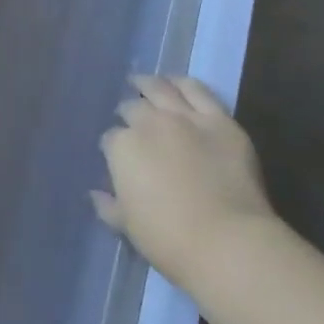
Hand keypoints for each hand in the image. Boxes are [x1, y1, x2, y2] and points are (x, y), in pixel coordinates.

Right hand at [92, 75, 273, 289]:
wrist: (227, 241)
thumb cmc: (168, 239)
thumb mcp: (128, 226)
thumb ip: (109, 206)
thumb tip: (96, 194)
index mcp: (122, 148)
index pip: (110, 139)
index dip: (113, 146)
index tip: (117, 156)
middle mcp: (149, 123)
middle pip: (133, 109)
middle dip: (128, 113)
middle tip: (129, 117)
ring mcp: (185, 117)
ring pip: (161, 89)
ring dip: (148, 84)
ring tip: (142, 83)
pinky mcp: (219, 119)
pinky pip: (198, 91)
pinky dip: (183, 83)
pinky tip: (176, 82)